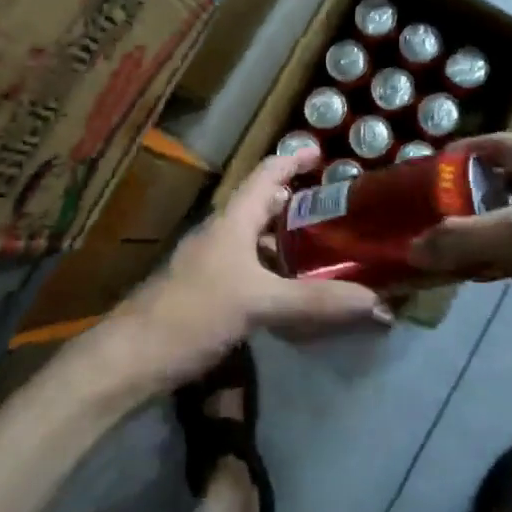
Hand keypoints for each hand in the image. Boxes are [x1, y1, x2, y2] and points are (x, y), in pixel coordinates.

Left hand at [109, 148, 390, 390]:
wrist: (134, 357)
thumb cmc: (193, 313)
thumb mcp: (259, 303)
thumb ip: (315, 301)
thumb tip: (377, 302)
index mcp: (232, 220)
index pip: (266, 174)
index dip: (293, 160)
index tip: (323, 154)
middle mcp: (224, 234)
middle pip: (265, 206)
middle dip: (300, 204)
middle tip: (340, 212)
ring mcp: (215, 265)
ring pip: (260, 242)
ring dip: (291, 242)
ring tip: (329, 251)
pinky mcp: (212, 293)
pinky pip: (254, 271)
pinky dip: (279, 273)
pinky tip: (299, 293)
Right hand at [410, 134, 511, 392]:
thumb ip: (460, 238)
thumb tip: (411, 248)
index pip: (499, 144)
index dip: (463, 150)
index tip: (428, 168)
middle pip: (504, 181)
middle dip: (466, 193)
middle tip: (430, 211)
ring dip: (481, 228)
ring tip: (446, 244)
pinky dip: (500, 256)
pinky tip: (481, 274)